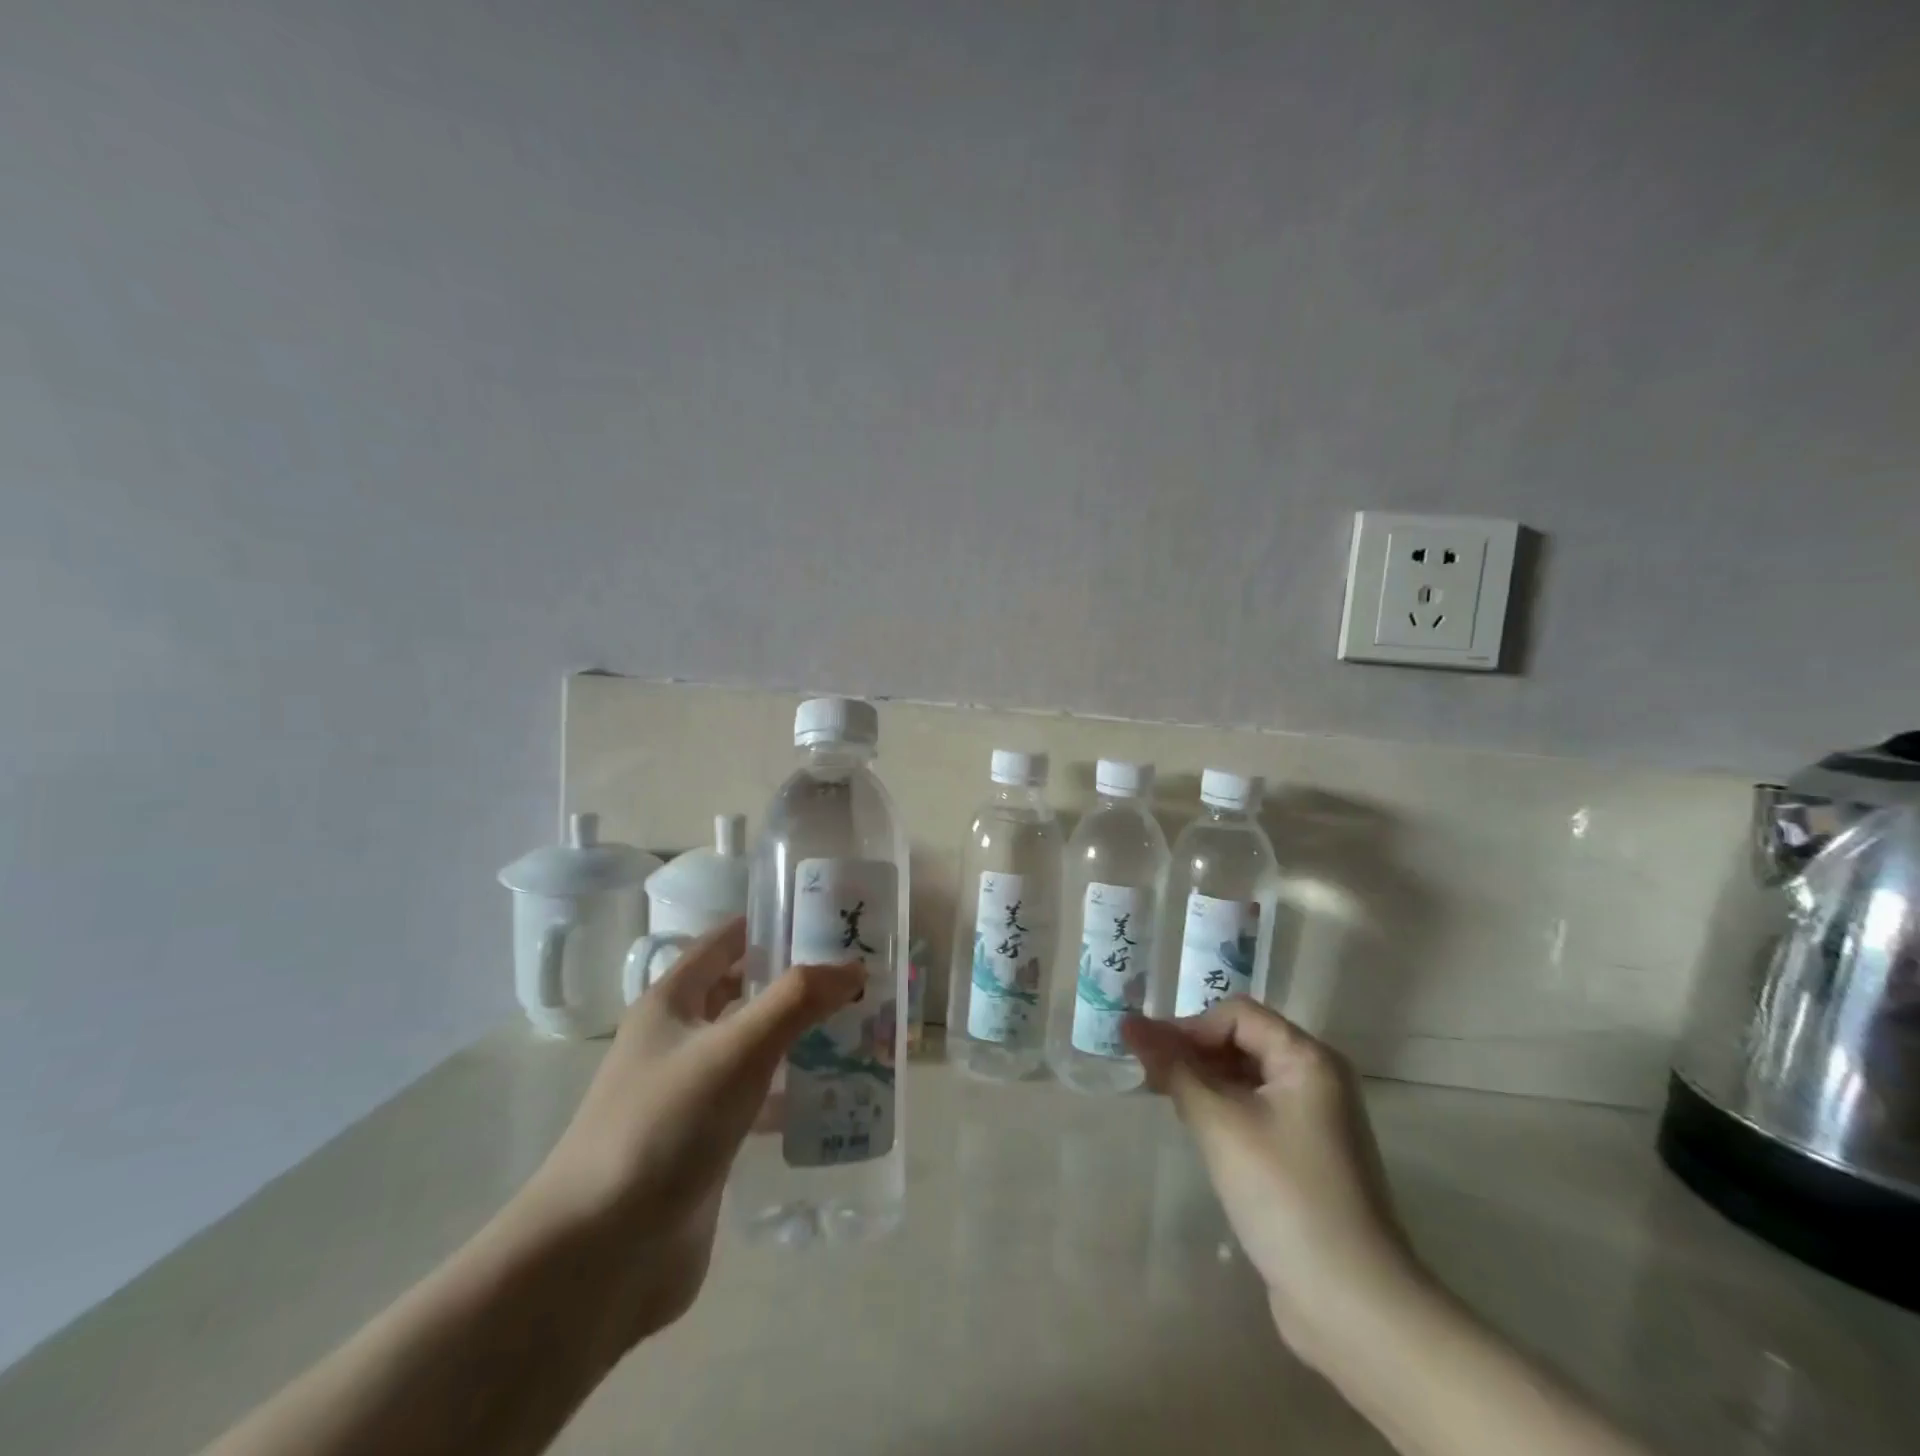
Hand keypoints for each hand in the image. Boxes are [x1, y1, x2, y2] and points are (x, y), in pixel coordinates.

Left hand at [512, 918, 862, 1347]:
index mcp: (672, 1003)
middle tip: (858, 977)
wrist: (600, 1257)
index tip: (827, 919)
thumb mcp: (734, 1050)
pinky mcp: (706, 1144)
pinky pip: (757, 1101)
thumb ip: (795, 1001)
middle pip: (743, 994)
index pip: (725, 942)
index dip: (770, 925)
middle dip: (795, 983)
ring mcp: (690, 1094)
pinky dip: (791, 1092)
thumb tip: (852, 967)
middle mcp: (678, 1040)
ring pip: (754, 1048)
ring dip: (799, 1037)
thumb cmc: (662, 1128)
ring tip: (860, 1030)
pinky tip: (834, 1097)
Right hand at [1122, 998, 1427, 1363]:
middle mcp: (1317, 1080)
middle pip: (1243, 1042)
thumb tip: (1128, 1024)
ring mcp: (1315, 1121)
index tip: (1149, 1056)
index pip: (1238, 1015)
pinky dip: (1223, 1111)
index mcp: (1308, 1059)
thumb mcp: (1220, 1124)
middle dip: (1193, 1052)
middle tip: (1148, 1076)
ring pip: (1247, 1079)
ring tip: (1165, 1099)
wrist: (1353, 1305)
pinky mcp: (1306, 1157)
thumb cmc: (1285, 1195)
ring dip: (1204, 1082)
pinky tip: (1197, 1130)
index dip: (1190, 1027)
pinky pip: (1256, 1112)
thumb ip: (1173, 1069)